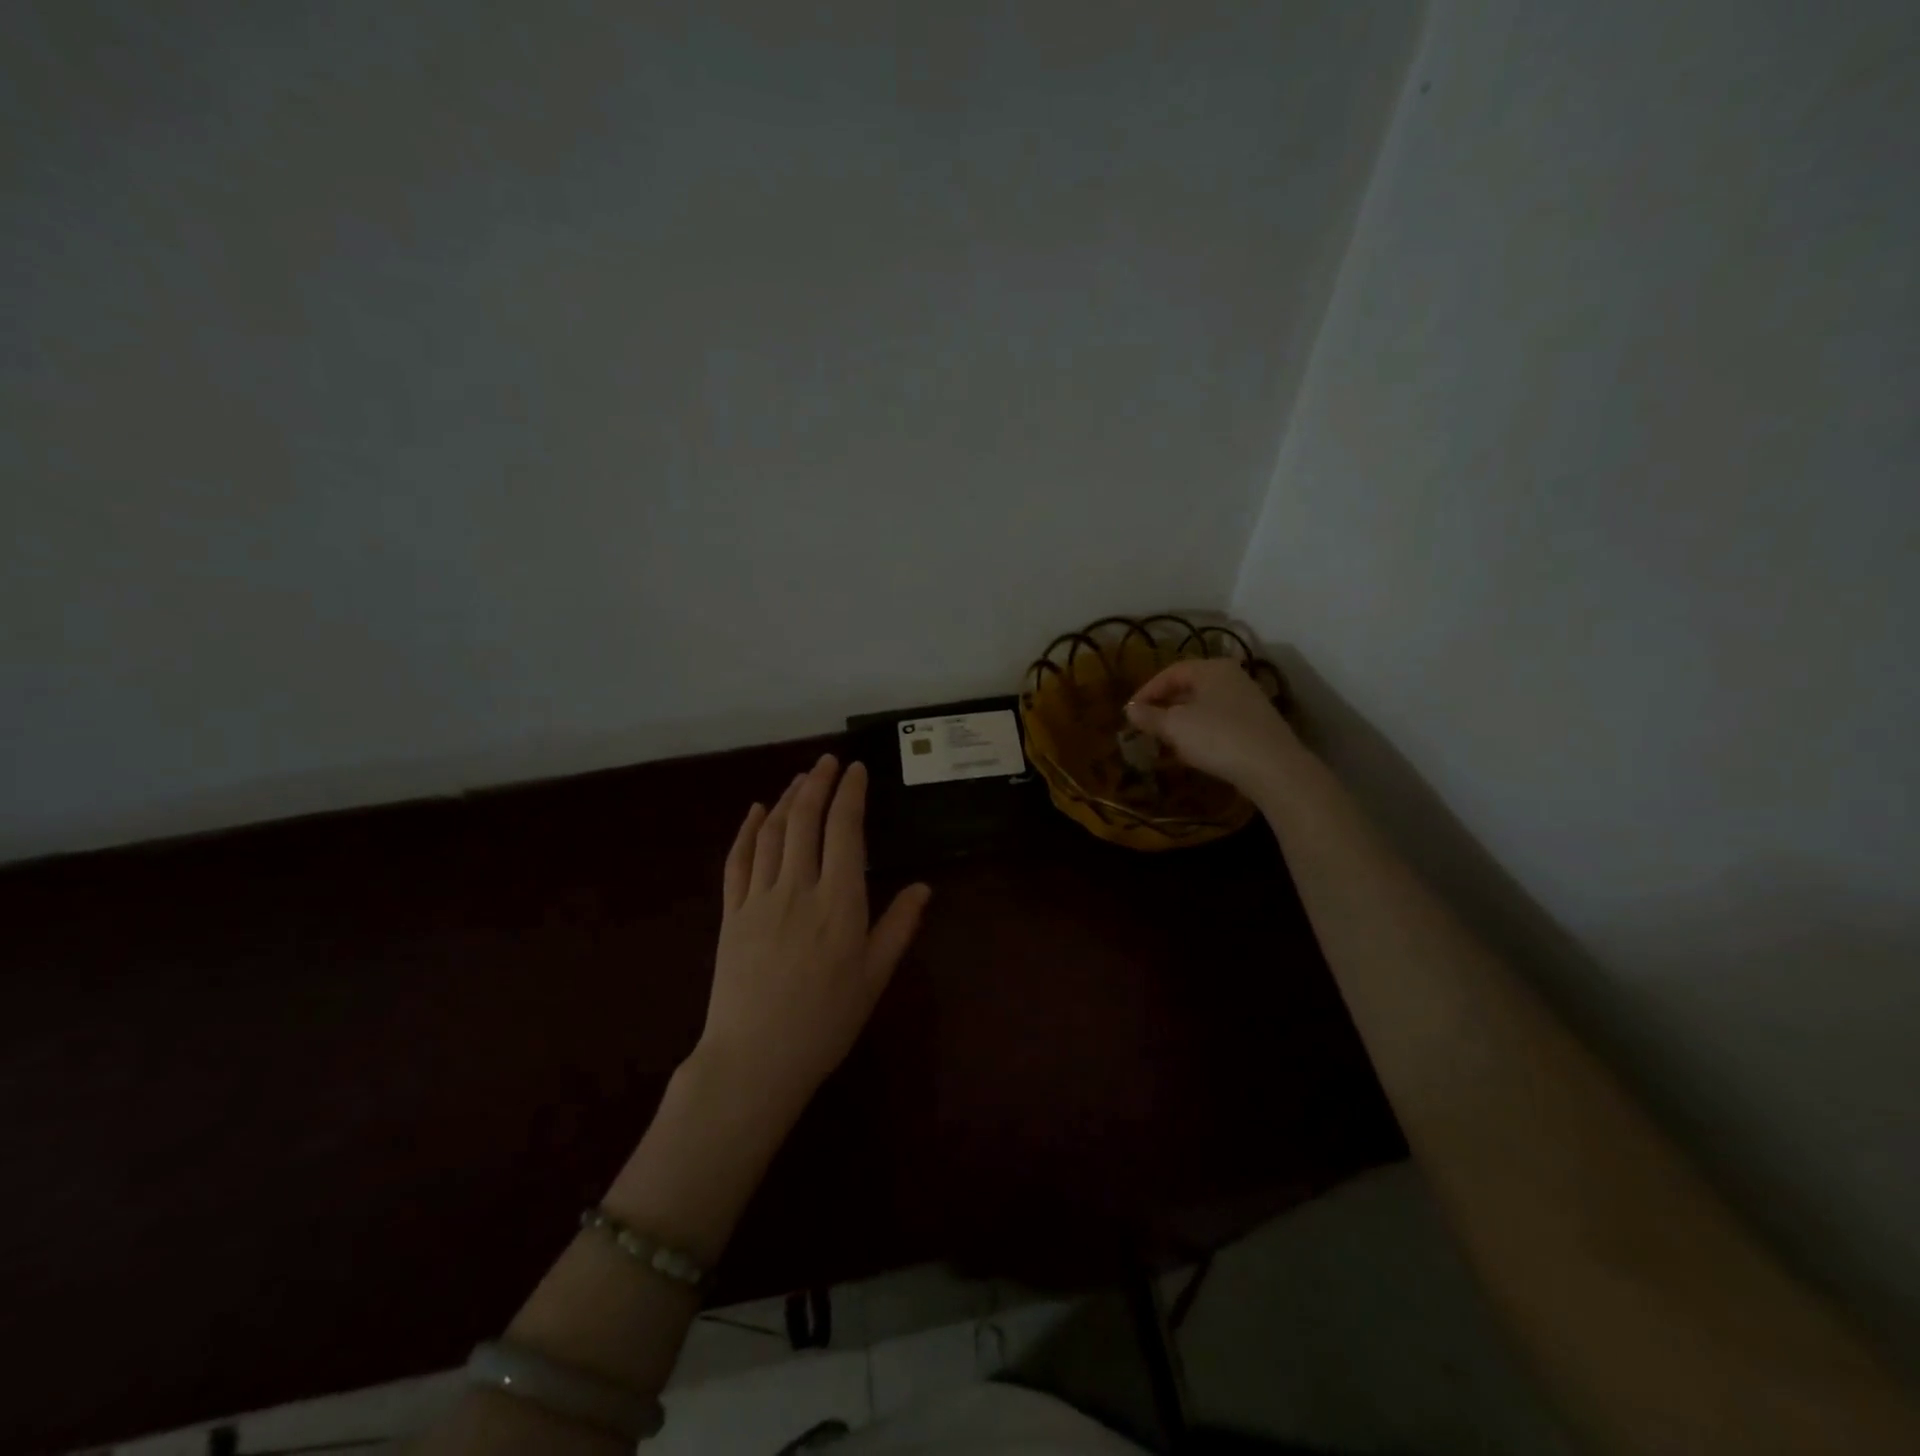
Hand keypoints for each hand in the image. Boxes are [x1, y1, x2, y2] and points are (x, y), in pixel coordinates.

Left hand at [696, 754, 930, 1124]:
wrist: (755, 1060)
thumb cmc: (825, 1022)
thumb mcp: (874, 978)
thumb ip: (898, 927)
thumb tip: (924, 887)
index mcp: (839, 903)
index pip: (845, 831)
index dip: (851, 794)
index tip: (857, 770)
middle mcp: (798, 889)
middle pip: (806, 821)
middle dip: (818, 784)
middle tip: (829, 761)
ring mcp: (760, 898)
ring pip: (773, 833)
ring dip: (788, 799)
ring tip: (802, 778)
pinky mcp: (732, 913)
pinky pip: (738, 860)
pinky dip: (748, 830)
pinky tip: (757, 811)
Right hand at [1125, 658, 1307, 800]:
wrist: (1273, 767)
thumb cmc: (1218, 737)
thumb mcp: (1175, 726)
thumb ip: (1149, 716)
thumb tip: (1129, 709)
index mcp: (1212, 668)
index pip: (1171, 672)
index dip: (1147, 691)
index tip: (1130, 712)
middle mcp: (1232, 677)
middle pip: (1189, 688)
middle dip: (1165, 706)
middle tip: (1146, 725)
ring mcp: (1248, 701)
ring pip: (1204, 706)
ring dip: (1182, 721)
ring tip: (1165, 740)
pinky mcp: (1256, 725)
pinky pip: (1219, 722)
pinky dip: (1201, 732)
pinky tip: (1194, 751)